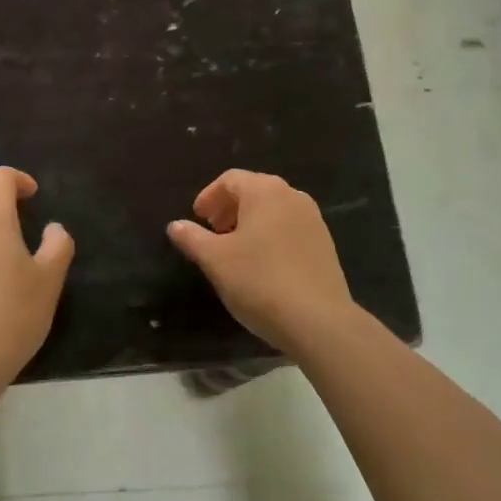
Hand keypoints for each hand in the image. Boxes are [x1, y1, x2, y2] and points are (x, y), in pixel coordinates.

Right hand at [167, 170, 358, 356]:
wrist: (318, 321)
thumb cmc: (259, 281)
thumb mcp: (215, 260)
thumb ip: (192, 238)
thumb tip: (175, 225)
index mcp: (264, 191)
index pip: (230, 179)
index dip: (209, 196)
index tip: (197, 218)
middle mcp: (292, 196)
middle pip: (254, 191)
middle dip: (229, 208)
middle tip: (212, 231)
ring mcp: (313, 220)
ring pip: (273, 211)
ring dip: (250, 223)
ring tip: (235, 249)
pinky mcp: (325, 245)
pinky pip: (290, 229)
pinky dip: (270, 236)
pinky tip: (262, 265)